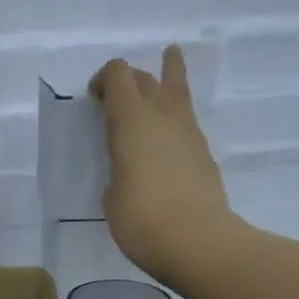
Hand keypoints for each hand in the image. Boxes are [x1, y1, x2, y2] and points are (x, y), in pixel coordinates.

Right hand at [91, 45, 234, 286]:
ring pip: (176, 88)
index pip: (118, 75)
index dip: (104, 79)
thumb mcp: (113, 197)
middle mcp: (161, 114)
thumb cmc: (142, 221)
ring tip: (170, 57)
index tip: (94, 97)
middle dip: (128, 81)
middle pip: (145, 78)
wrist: (196, 240)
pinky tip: (172, 124)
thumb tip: (130, 170)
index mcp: (130, 120)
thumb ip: (118, 172)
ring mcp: (188, 130)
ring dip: (167, 75)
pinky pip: (186, 118)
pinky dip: (176, 112)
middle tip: (116, 97)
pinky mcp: (203, 150)